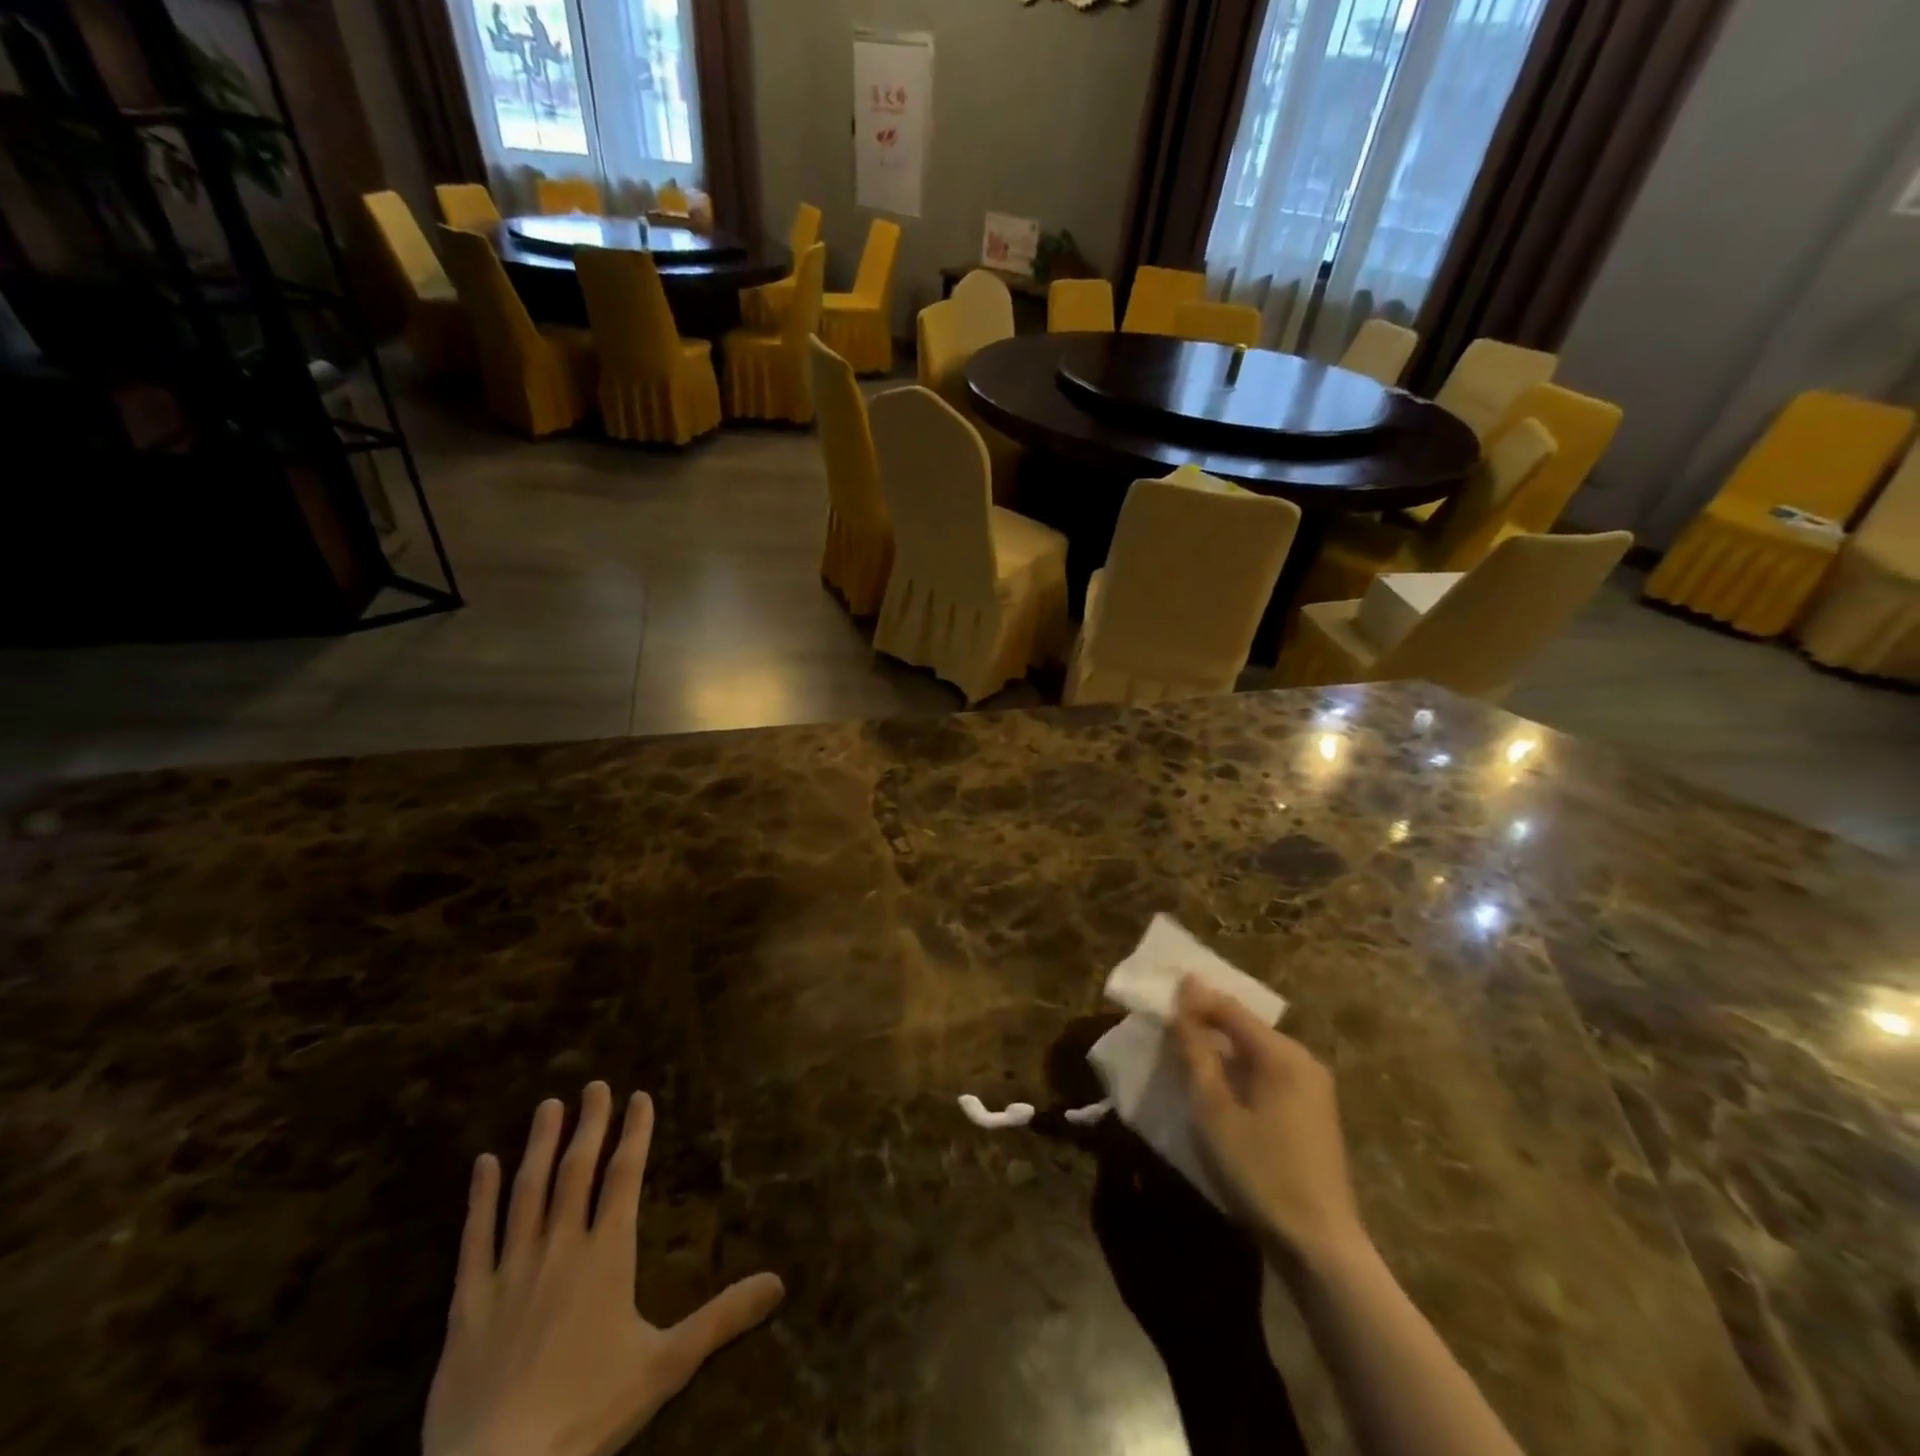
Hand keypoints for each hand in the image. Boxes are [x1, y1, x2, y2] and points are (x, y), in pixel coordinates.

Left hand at [423, 1083, 784, 1455]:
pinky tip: (483, 1164)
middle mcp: (560, 1248)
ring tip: (549, 1106)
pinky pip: (474, 1238)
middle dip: (589, 1125)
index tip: (639, 1097)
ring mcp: (510, 1271)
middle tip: (594, 1084)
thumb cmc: (587, 1412)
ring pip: (528, 1191)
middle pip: (577, 1171)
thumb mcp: (666, 1366)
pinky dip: (479, 1198)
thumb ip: (722, 1318)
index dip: (635, 1133)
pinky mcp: (467, 1303)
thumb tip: (779, 1282)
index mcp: (607, 1255)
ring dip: (540, 1145)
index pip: (624, 1176)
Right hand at [1173, 976, 1365, 1270]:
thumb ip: (1196, 1051)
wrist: (1318, 1247)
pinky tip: (1216, 1088)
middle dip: (1206, 1024)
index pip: (1230, 1008)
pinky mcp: (1312, 1115)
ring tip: (1183, 1056)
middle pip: (1245, 1027)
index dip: (1193, 1000)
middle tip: (1166, 1028)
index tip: (1158, 997)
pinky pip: (1267, 1075)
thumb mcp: (1213, 1109)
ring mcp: (1312, 1089)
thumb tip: (1186, 997)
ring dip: (1220, 1051)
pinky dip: (1238, 1074)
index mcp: (1283, 1054)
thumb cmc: (1259, 1171)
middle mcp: (1303, 1061)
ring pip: (1255, 1053)